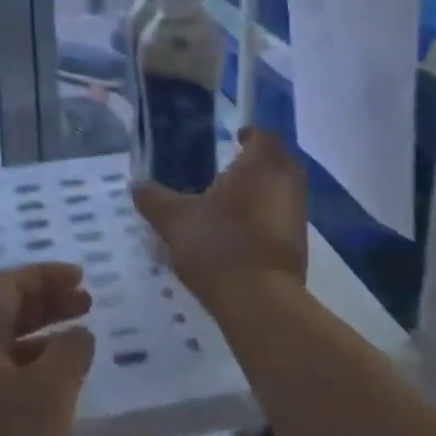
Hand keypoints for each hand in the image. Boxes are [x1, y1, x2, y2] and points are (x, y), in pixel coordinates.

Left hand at [0, 263, 95, 435]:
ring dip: (40, 336)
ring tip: (78, 343)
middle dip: (46, 302)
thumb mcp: (50, 395)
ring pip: (1, 346)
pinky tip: (54, 392)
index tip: (83, 279)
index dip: (46, 276)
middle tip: (87, 305)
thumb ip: (70, 352)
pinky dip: (29, 369)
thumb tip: (77, 334)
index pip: (8, 284)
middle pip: (3, 311)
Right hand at [132, 127, 307, 314]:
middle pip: (281, 161)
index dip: (251, 135)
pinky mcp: (300, 245)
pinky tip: (245, 232)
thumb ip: (154, 200)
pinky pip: (285, 218)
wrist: (259, 300)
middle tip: (235, 167)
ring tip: (236, 201)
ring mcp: (297, 215)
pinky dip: (270, 217)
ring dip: (267, 190)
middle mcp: (285, 183)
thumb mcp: (175, 221)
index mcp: (259, 166)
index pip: (264, 136)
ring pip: (286, 190)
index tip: (236, 139)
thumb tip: (136, 185)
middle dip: (262, 161)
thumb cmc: (218, 245)